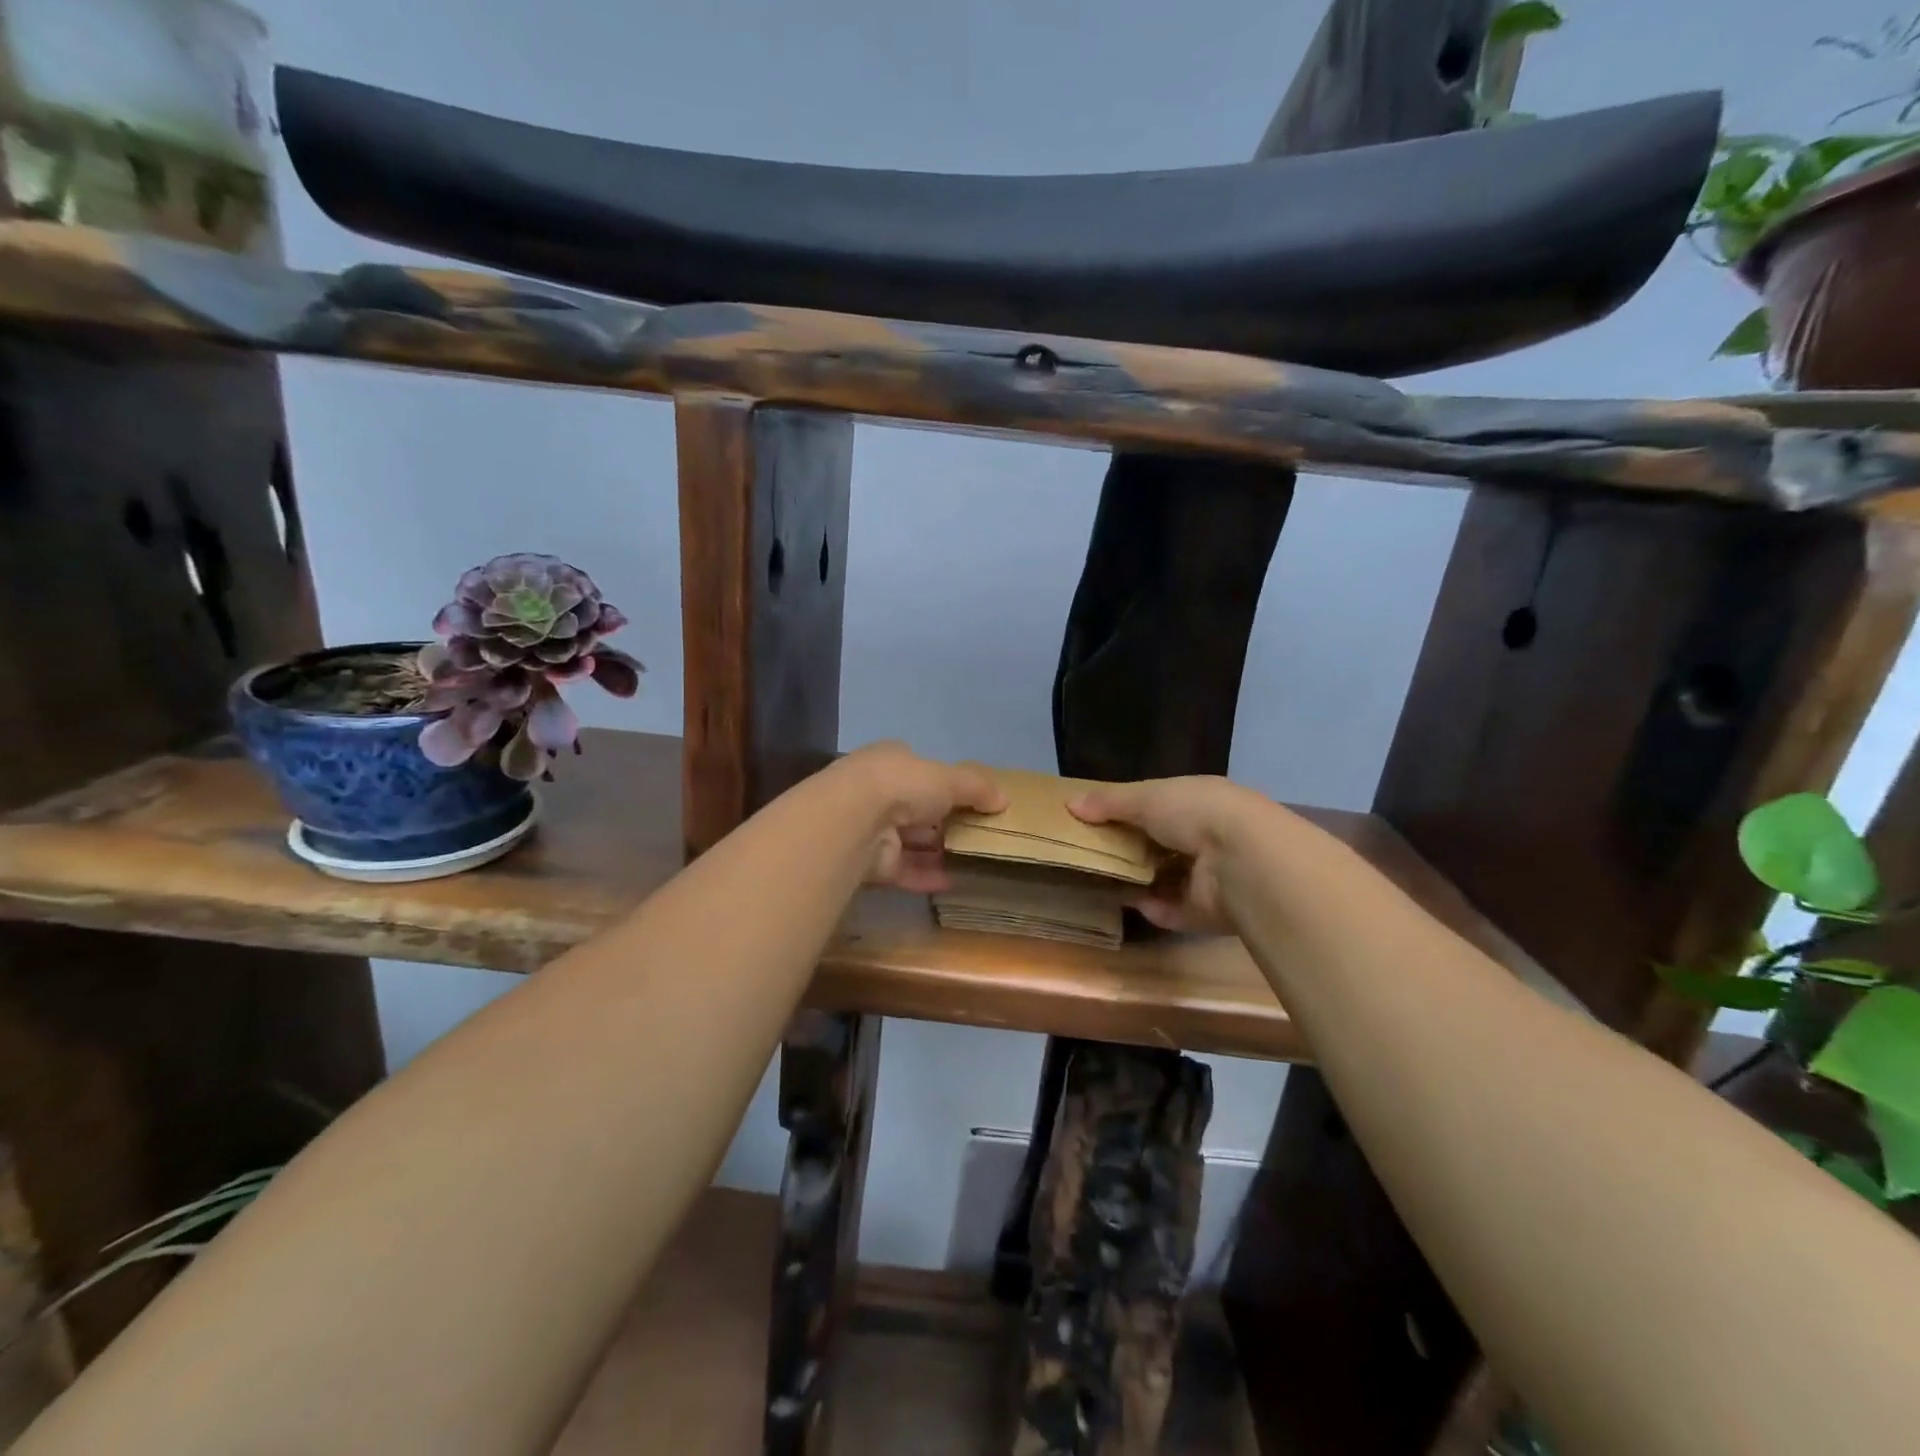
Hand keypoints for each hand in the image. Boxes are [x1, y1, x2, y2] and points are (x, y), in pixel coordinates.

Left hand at [835, 742, 1006, 891]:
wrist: (855, 819)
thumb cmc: (903, 785)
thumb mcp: (949, 778)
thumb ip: (977, 787)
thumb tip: (1004, 800)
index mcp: (892, 761)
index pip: (922, 772)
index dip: (947, 786)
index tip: (974, 803)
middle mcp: (878, 792)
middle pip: (918, 810)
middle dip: (946, 823)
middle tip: (980, 837)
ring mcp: (872, 829)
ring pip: (912, 842)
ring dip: (939, 852)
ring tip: (974, 863)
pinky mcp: (871, 863)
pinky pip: (905, 870)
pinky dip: (928, 875)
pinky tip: (954, 882)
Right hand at [1069, 776, 1260, 933]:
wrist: (1242, 860)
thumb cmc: (1194, 813)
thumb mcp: (1145, 797)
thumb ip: (1108, 802)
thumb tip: (1070, 805)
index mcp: (1201, 802)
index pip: (1163, 805)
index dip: (1132, 811)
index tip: (1099, 819)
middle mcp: (1210, 837)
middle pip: (1164, 844)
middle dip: (1133, 849)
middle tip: (1094, 854)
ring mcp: (1213, 876)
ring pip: (1169, 879)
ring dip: (1141, 882)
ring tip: (1102, 881)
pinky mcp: (1210, 912)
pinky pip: (1175, 911)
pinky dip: (1154, 908)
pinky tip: (1130, 903)